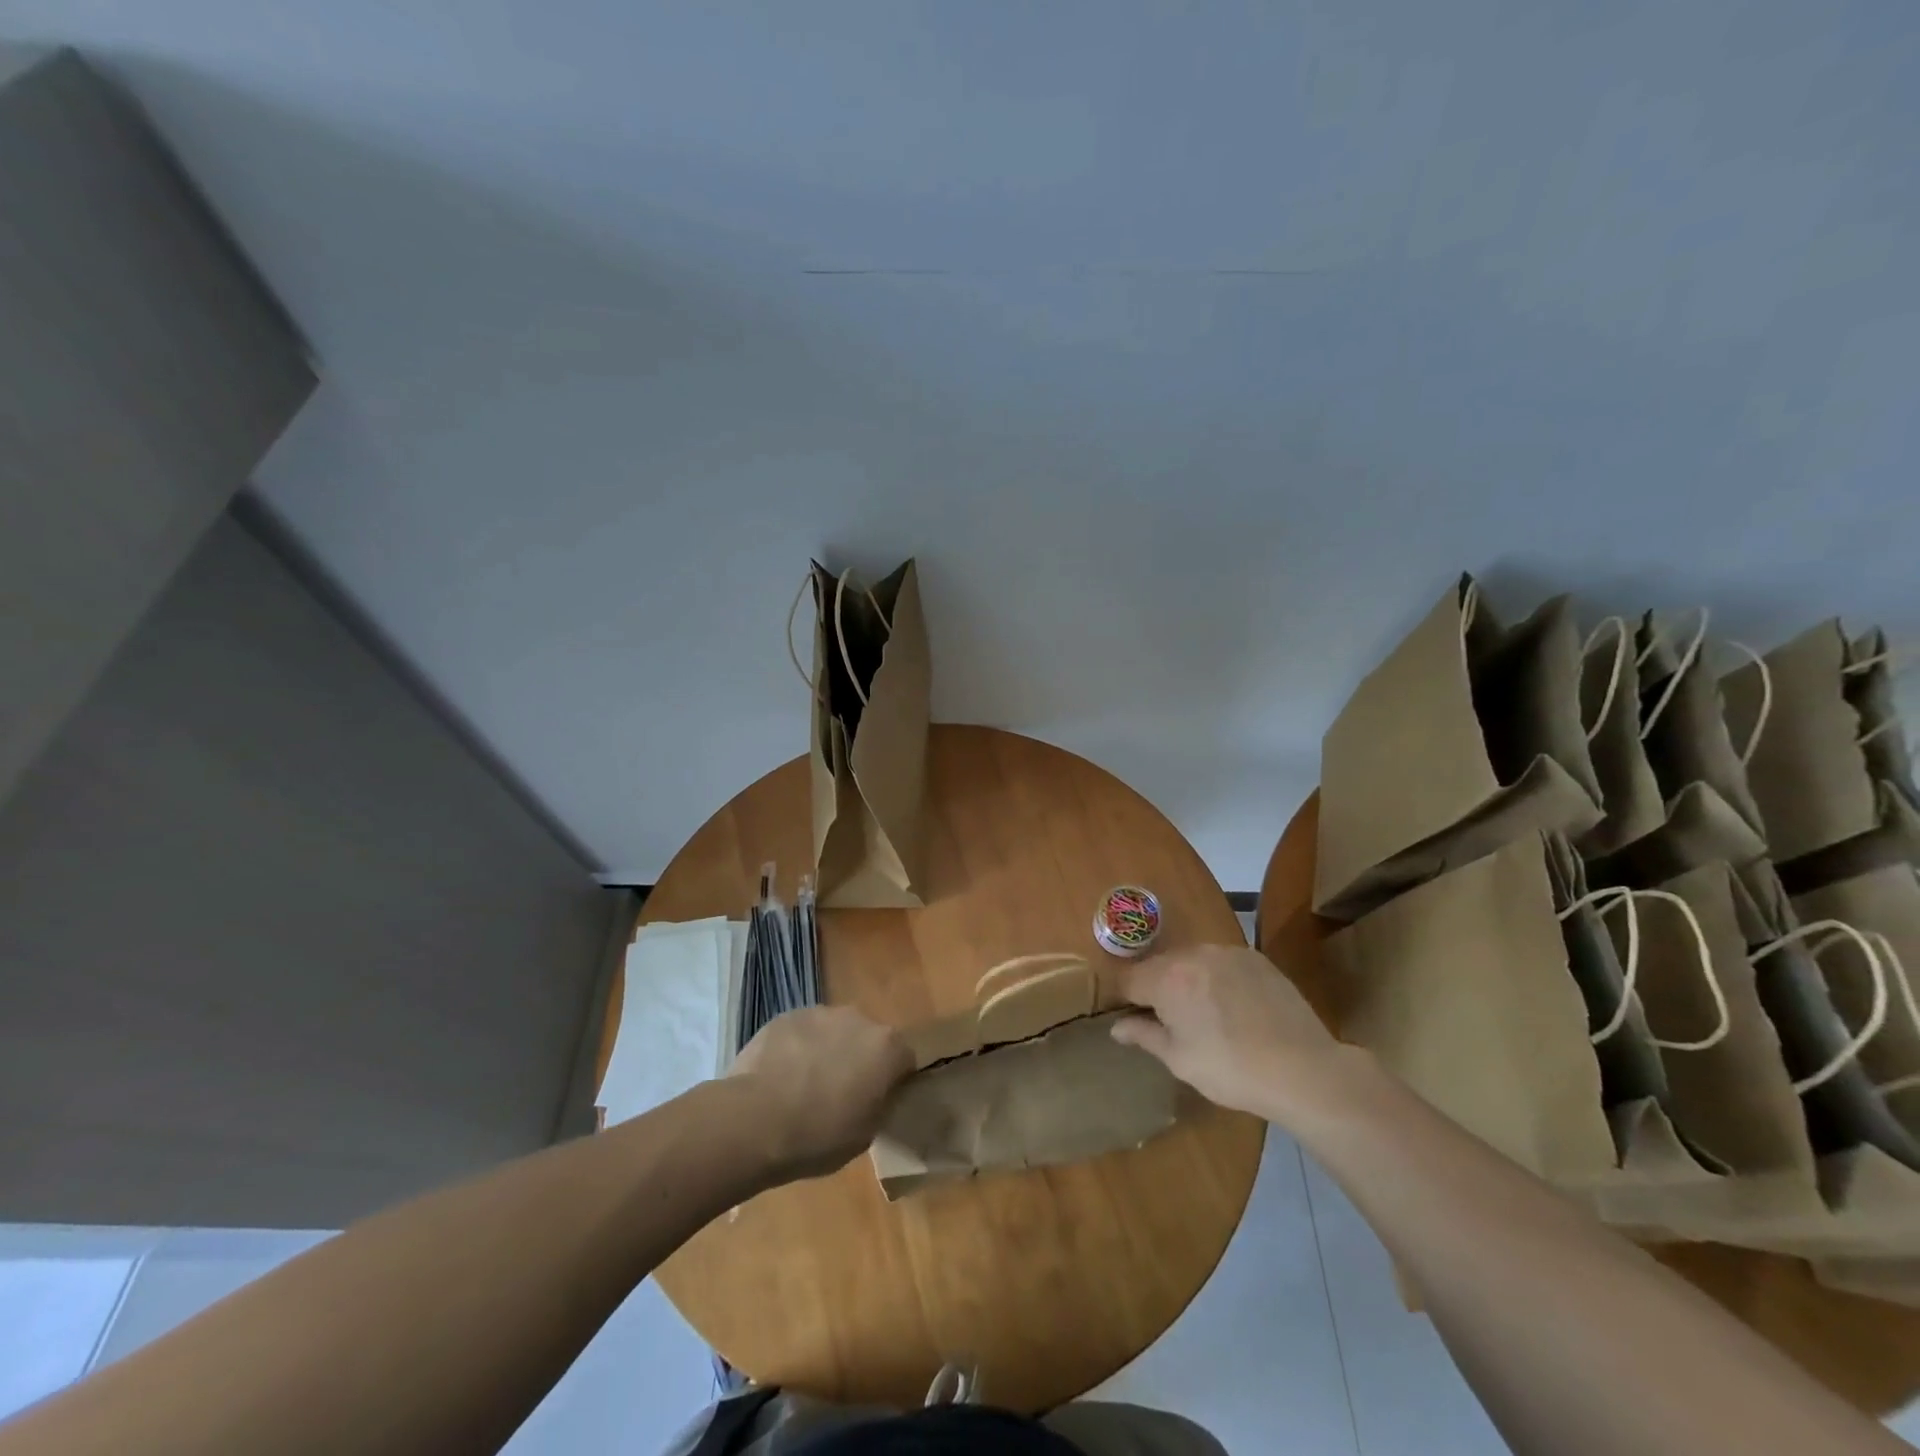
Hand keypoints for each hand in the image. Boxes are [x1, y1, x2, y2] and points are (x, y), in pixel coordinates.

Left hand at [728, 1006, 914, 1179]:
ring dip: (828, 1051)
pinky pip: (802, 1032)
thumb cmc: (819, 1136)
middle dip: (859, 1060)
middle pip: (868, 1038)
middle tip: (841, 1094)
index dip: (894, 1081)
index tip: (878, 1102)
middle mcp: (859, 1019)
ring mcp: (820, 1013)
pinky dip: (797, 1048)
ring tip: (804, 1086)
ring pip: (833, 1032)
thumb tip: (877, 1095)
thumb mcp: (866, 1135)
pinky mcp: (786, 1015)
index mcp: (887, 1048)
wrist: (755, 1120)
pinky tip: (780, 1076)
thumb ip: (880, 1105)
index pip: (904, 1059)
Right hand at [1111, 943, 1347, 1122]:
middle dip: (1158, 988)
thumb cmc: (1231, 1070)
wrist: (1303, 1069)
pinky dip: (1218, 979)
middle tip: (1173, 1023)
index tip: (1136, 1021)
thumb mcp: (1180, 1060)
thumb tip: (1116, 1027)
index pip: (1129, 979)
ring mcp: (1227, 951)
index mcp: (1167, 978)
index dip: (1127, 1000)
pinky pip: (1222, 962)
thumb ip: (1144, 1035)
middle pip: (1160, 965)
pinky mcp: (1256, 957)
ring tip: (1206, 1015)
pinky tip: (1234, 1007)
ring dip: (1188, 981)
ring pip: (1191, 961)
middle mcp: (1193, 954)